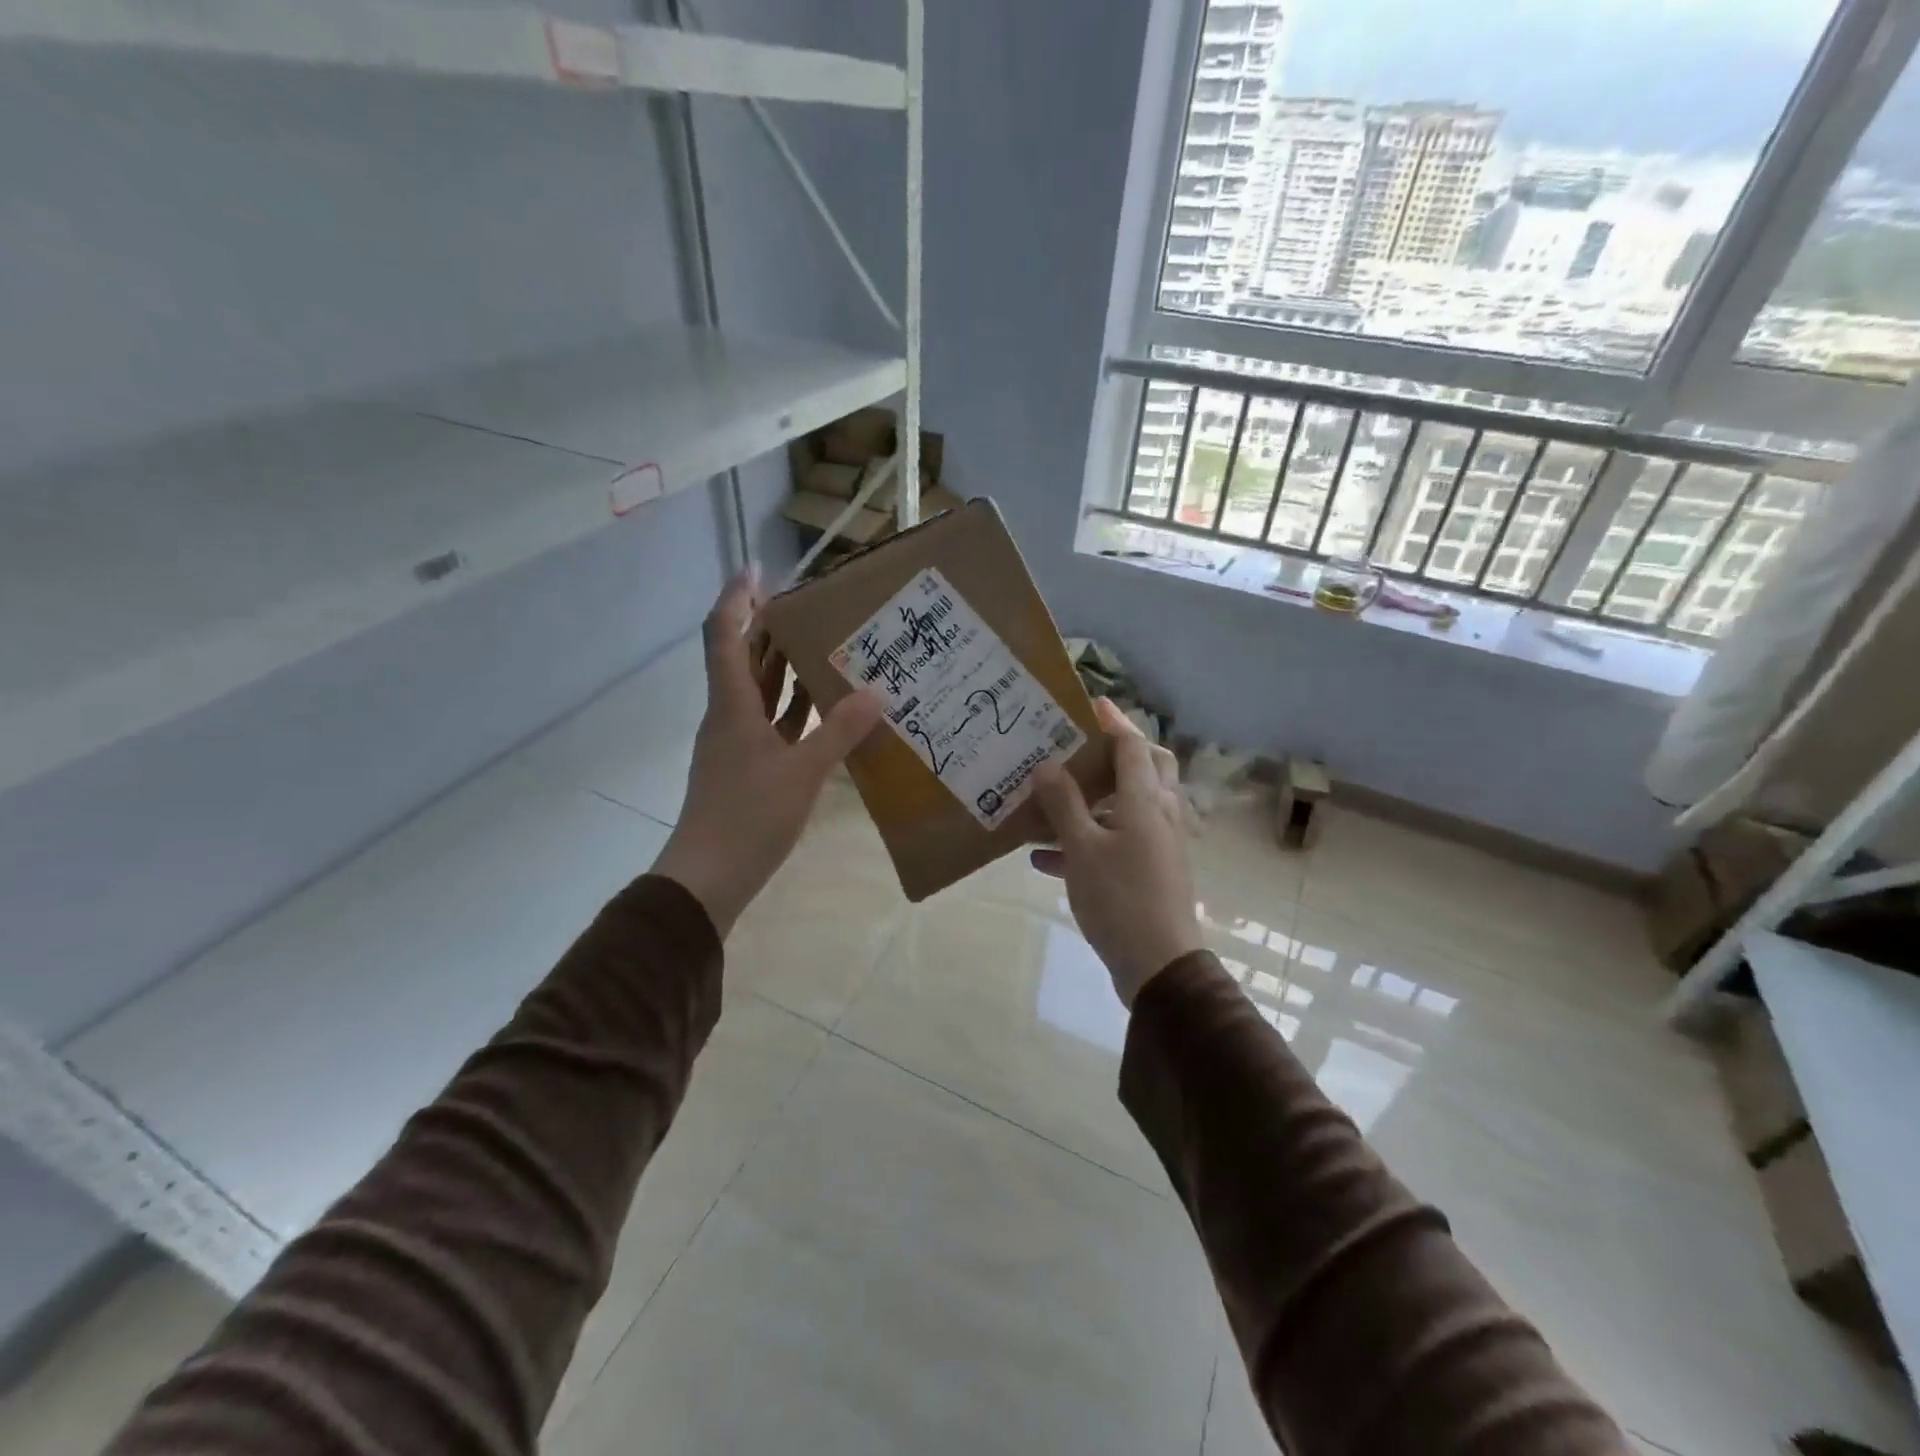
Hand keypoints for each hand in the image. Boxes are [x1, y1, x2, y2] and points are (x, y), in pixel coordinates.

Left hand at [651, 568, 883, 935]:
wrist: (708, 879)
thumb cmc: (748, 818)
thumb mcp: (802, 773)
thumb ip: (839, 731)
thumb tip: (876, 691)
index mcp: (731, 706)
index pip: (725, 634)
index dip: (737, 598)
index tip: (759, 568)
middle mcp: (728, 716)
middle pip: (742, 657)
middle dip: (768, 626)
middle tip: (809, 605)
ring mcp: (736, 744)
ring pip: (758, 691)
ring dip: (783, 666)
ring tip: (823, 646)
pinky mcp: (747, 768)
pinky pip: (771, 723)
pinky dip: (793, 708)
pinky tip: (825, 708)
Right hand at [1028, 699, 1203, 1006]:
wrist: (1159, 966)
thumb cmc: (1120, 899)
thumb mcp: (1083, 849)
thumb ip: (1064, 804)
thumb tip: (1047, 765)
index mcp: (1147, 801)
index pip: (1133, 746)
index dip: (1113, 722)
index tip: (1090, 704)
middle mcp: (1160, 815)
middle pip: (1146, 770)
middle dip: (1116, 755)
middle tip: (1082, 747)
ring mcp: (1159, 845)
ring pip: (1127, 808)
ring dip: (1091, 802)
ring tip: (1048, 803)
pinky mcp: (1151, 872)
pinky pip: (1117, 843)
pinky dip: (1086, 841)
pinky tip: (1043, 857)